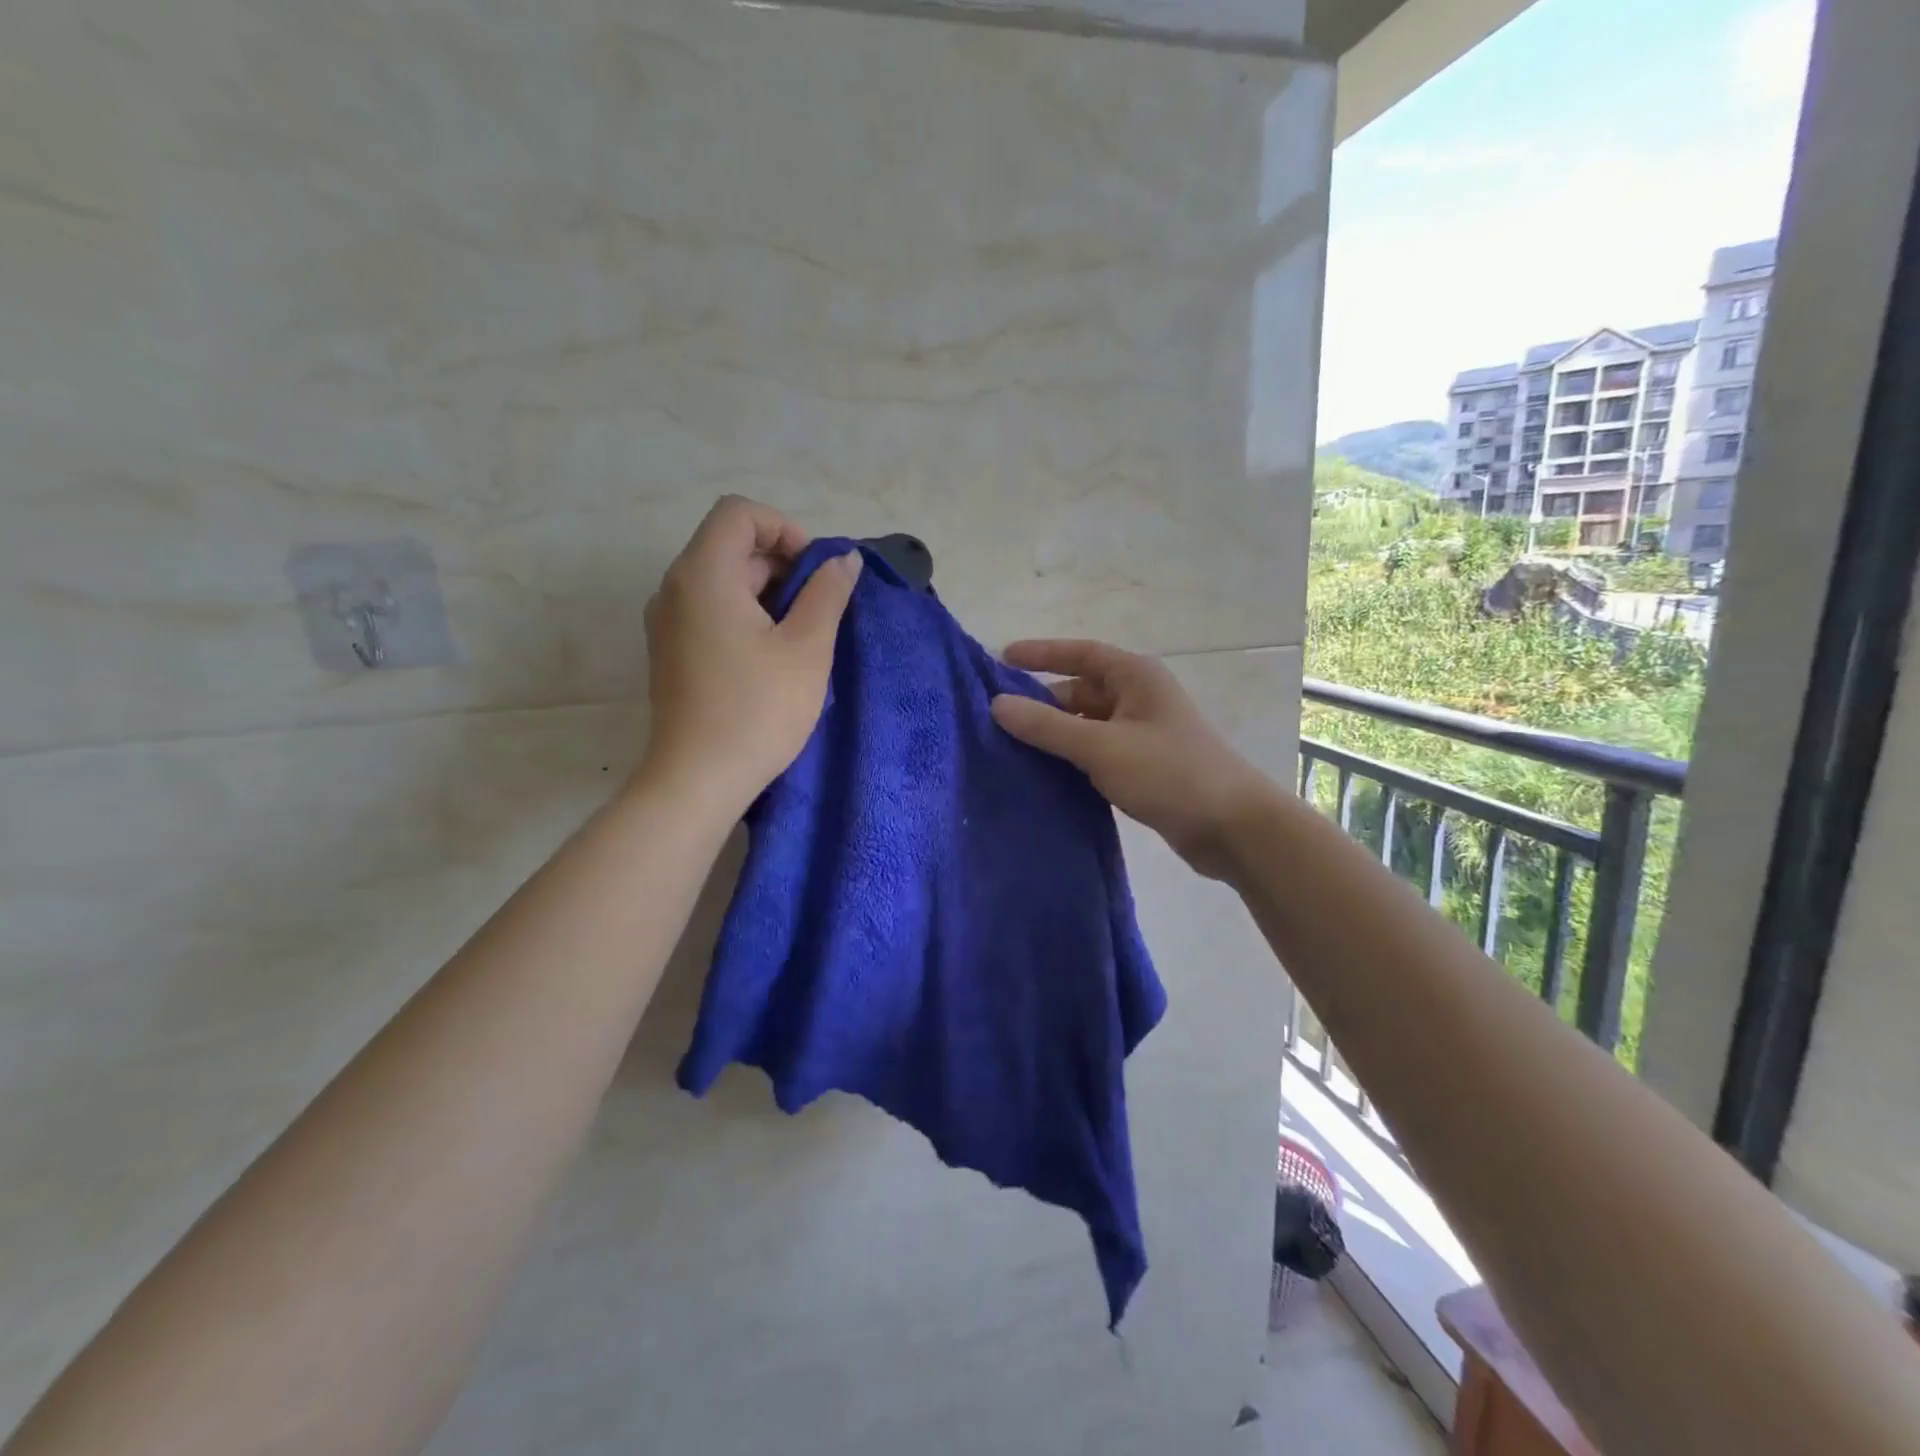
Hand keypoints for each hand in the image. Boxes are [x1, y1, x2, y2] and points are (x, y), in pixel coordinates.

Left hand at [637, 496, 860, 815]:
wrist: (697, 780)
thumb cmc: (758, 710)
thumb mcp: (807, 648)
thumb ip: (827, 593)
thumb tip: (843, 559)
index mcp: (703, 574)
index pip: (740, 513)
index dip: (785, 529)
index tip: (815, 572)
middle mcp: (675, 588)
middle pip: (731, 545)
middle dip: (783, 564)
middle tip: (819, 609)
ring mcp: (667, 622)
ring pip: (723, 580)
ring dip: (768, 592)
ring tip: (801, 637)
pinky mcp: (671, 651)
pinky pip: (710, 610)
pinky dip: (745, 615)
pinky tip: (771, 656)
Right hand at [990, 640, 1272, 878]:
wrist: (1233, 827)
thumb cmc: (1169, 773)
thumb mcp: (1102, 747)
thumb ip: (1047, 726)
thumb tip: (997, 704)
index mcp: (1135, 677)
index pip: (1080, 654)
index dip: (1040, 654)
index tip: (1001, 658)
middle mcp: (1139, 698)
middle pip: (1080, 691)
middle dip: (1041, 702)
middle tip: (995, 717)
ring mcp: (1142, 734)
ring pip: (1086, 725)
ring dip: (1054, 735)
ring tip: (1008, 747)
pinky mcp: (1144, 767)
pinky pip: (1097, 752)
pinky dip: (1072, 758)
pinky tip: (1042, 774)